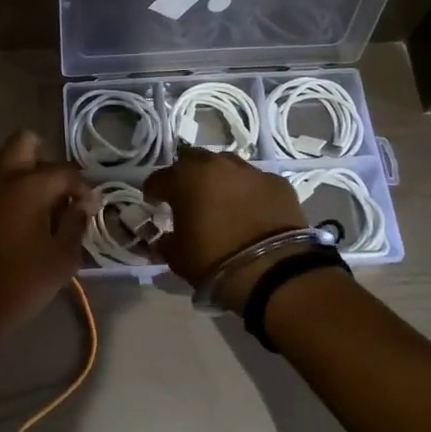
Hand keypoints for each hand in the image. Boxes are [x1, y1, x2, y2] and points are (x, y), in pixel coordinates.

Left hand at [0, 131, 97, 335]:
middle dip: (44, 158)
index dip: (83, 187)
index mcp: (29, 185)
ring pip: (0, 158)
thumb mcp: (62, 259)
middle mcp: (0, 176)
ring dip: (18, 170)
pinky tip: (6, 218)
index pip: (65, 171)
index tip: (89, 206)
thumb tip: (82, 204)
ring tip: (30, 202)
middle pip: (24, 141)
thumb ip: (76, 225)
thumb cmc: (20, 284)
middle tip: (54, 189)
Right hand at [143, 145, 306, 307]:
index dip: (153, 192)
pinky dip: (248, 191)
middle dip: (186, 175)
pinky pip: (255, 181)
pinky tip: (251, 209)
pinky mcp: (277, 182)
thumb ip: (164, 240)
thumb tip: (162, 236)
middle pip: (193, 160)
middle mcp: (216, 165)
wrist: (273, 271)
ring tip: (220, 199)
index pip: (158, 178)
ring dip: (218, 178)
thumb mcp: (177, 256)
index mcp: (185, 179)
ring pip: (226, 165)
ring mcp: (250, 171)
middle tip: (188, 196)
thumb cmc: (215, 261)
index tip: (155, 204)